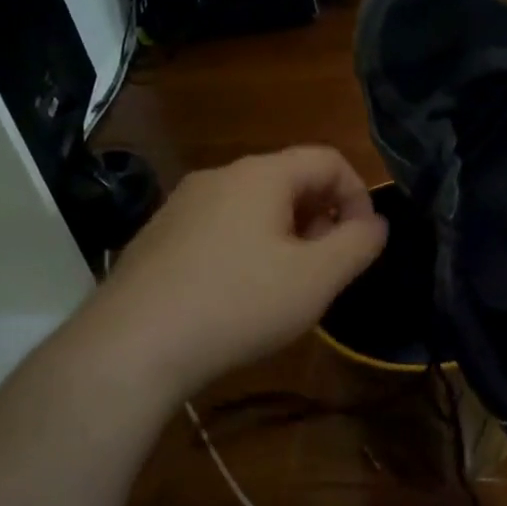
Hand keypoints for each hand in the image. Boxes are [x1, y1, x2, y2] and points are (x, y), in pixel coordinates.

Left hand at [78, 146, 387, 395]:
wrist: (131, 345)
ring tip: (285, 286)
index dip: (358, 195)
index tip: (363, 243)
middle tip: (324, 269)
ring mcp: (182, 204)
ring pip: (254, 206)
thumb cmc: (238, 303)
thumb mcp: (316, 278)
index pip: (328, 159)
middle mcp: (219, 176)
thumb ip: (359, 243)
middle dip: (321, 218)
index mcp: (261, 174)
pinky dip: (246, 248)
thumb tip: (375, 222)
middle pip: (290, 180)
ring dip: (285, 235)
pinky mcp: (158, 235)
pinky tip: (237, 295)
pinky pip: (220, 227)